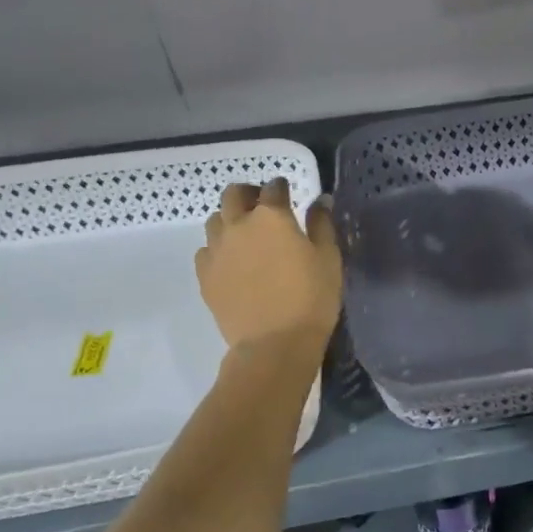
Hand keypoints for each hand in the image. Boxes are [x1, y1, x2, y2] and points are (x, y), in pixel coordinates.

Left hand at [196, 179, 341, 351]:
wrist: (274, 344)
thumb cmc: (311, 298)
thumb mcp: (328, 258)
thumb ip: (322, 224)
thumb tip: (320, 200)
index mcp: (271, 217)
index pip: (273, 188)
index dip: (281, 187)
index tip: (288, 193)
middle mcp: (238, 225)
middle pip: (233, 194)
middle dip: (248, 194)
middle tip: (261, 206)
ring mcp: (216, 250)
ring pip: (214, 220)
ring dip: (229, 219)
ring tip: (245, 235)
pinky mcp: (204, 276)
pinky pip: (205, 250)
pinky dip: (217, 248)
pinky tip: (231, 262)